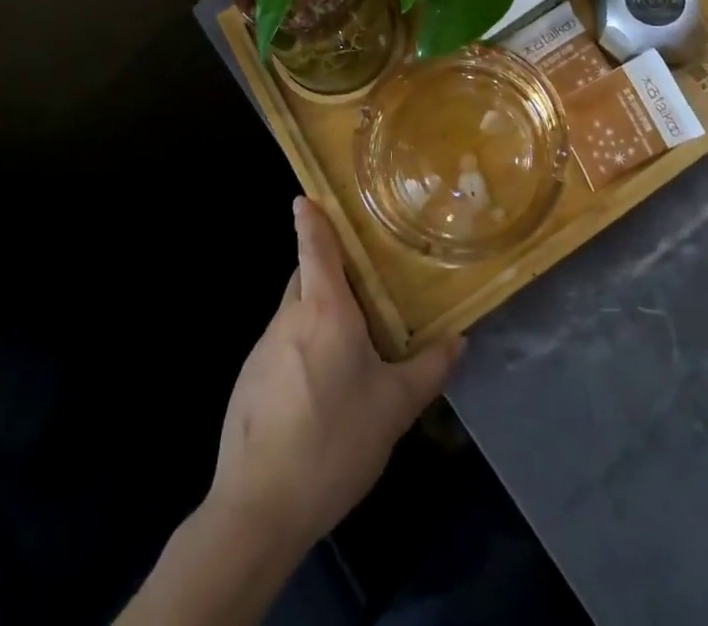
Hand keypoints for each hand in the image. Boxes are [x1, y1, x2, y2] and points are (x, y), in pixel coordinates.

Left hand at [206, 197, 462, 553]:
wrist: (256, 511)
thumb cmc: (333, 443)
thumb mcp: (394, 408)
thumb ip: (429, 369)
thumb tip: (460, 340)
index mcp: (325, 311)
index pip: (315, 247)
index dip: (312, 219)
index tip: (306, 196)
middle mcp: (289, 319)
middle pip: (305, 277)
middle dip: (327, 272)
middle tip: (361, 284)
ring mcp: (262, 350)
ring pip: (293, 314)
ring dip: (316, 316)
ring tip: (348, 346)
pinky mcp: (247, 382)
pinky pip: (280, 347)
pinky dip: (300, 349)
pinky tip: (318, 391)